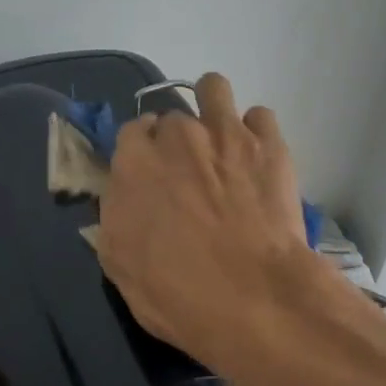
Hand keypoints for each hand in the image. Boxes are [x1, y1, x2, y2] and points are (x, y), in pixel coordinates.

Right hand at [96, 73, 332, 385]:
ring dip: (212, 109)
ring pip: (213, 88)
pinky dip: (256, 132)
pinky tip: (257, 158)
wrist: (253, 297)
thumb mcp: (119, 264)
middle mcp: (177, 135)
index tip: (151, 174)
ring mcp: (226, 133)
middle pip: (172, 116)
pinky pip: (260, 115)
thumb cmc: (176, 292)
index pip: (131, 132)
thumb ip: (116, 217)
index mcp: (134, 162)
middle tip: (190, 174)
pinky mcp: (269, 144)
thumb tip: (123, 199)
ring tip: (221, 141)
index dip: (141, 152)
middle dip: (177, 140)